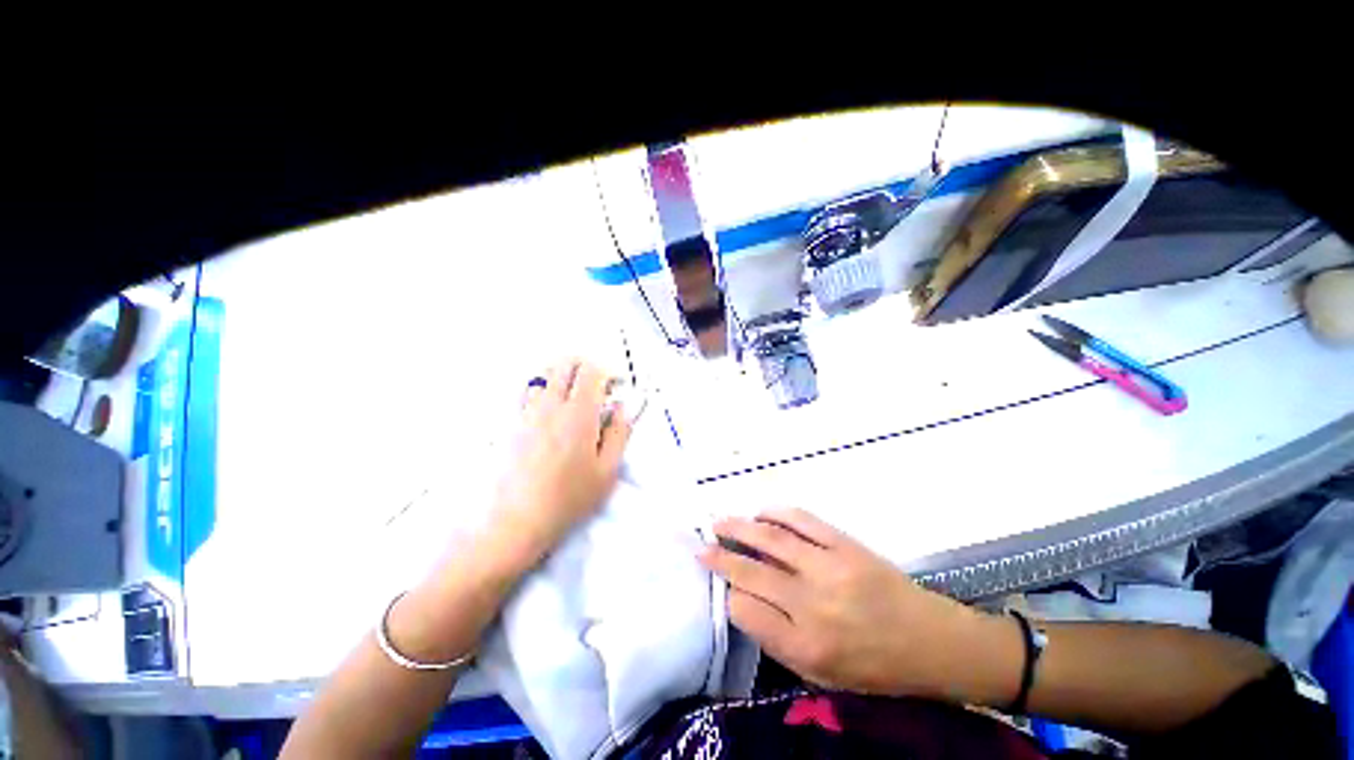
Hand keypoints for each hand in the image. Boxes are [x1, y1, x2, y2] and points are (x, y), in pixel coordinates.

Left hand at [490, 359, 632, 570]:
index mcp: (579, 414)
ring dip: (564, 377)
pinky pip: (529, 391)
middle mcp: (551, 405)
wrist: (516, 520)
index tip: (617, 389)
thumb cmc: (569, 498)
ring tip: (575, 399)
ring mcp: (528, 412)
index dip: (609, 373)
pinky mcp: (513, 423)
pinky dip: (545, 390)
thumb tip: (623, 407)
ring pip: (545, 374)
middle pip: (566, 363)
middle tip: (597, 389)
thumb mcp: (607, 470)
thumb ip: (619, 432)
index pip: (592, 371)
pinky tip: (552, 413)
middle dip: (586, 367)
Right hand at [699, 508, 1003, 698]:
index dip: (730, 596)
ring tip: (719, 522)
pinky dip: (776, 513)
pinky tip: (761, 513)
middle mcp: (812, 605)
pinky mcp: (845, 544)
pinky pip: (802, 521)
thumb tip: (744, 600)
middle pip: (751, 572)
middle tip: (700, 545)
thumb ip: (779, 639)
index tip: (725, 587)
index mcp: (805, 647)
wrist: (931, 641)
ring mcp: (829, 568)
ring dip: (740, 527)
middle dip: (720, 556)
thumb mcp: (821, 674)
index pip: (746, 612)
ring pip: (771, 541)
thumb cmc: (874, 667)